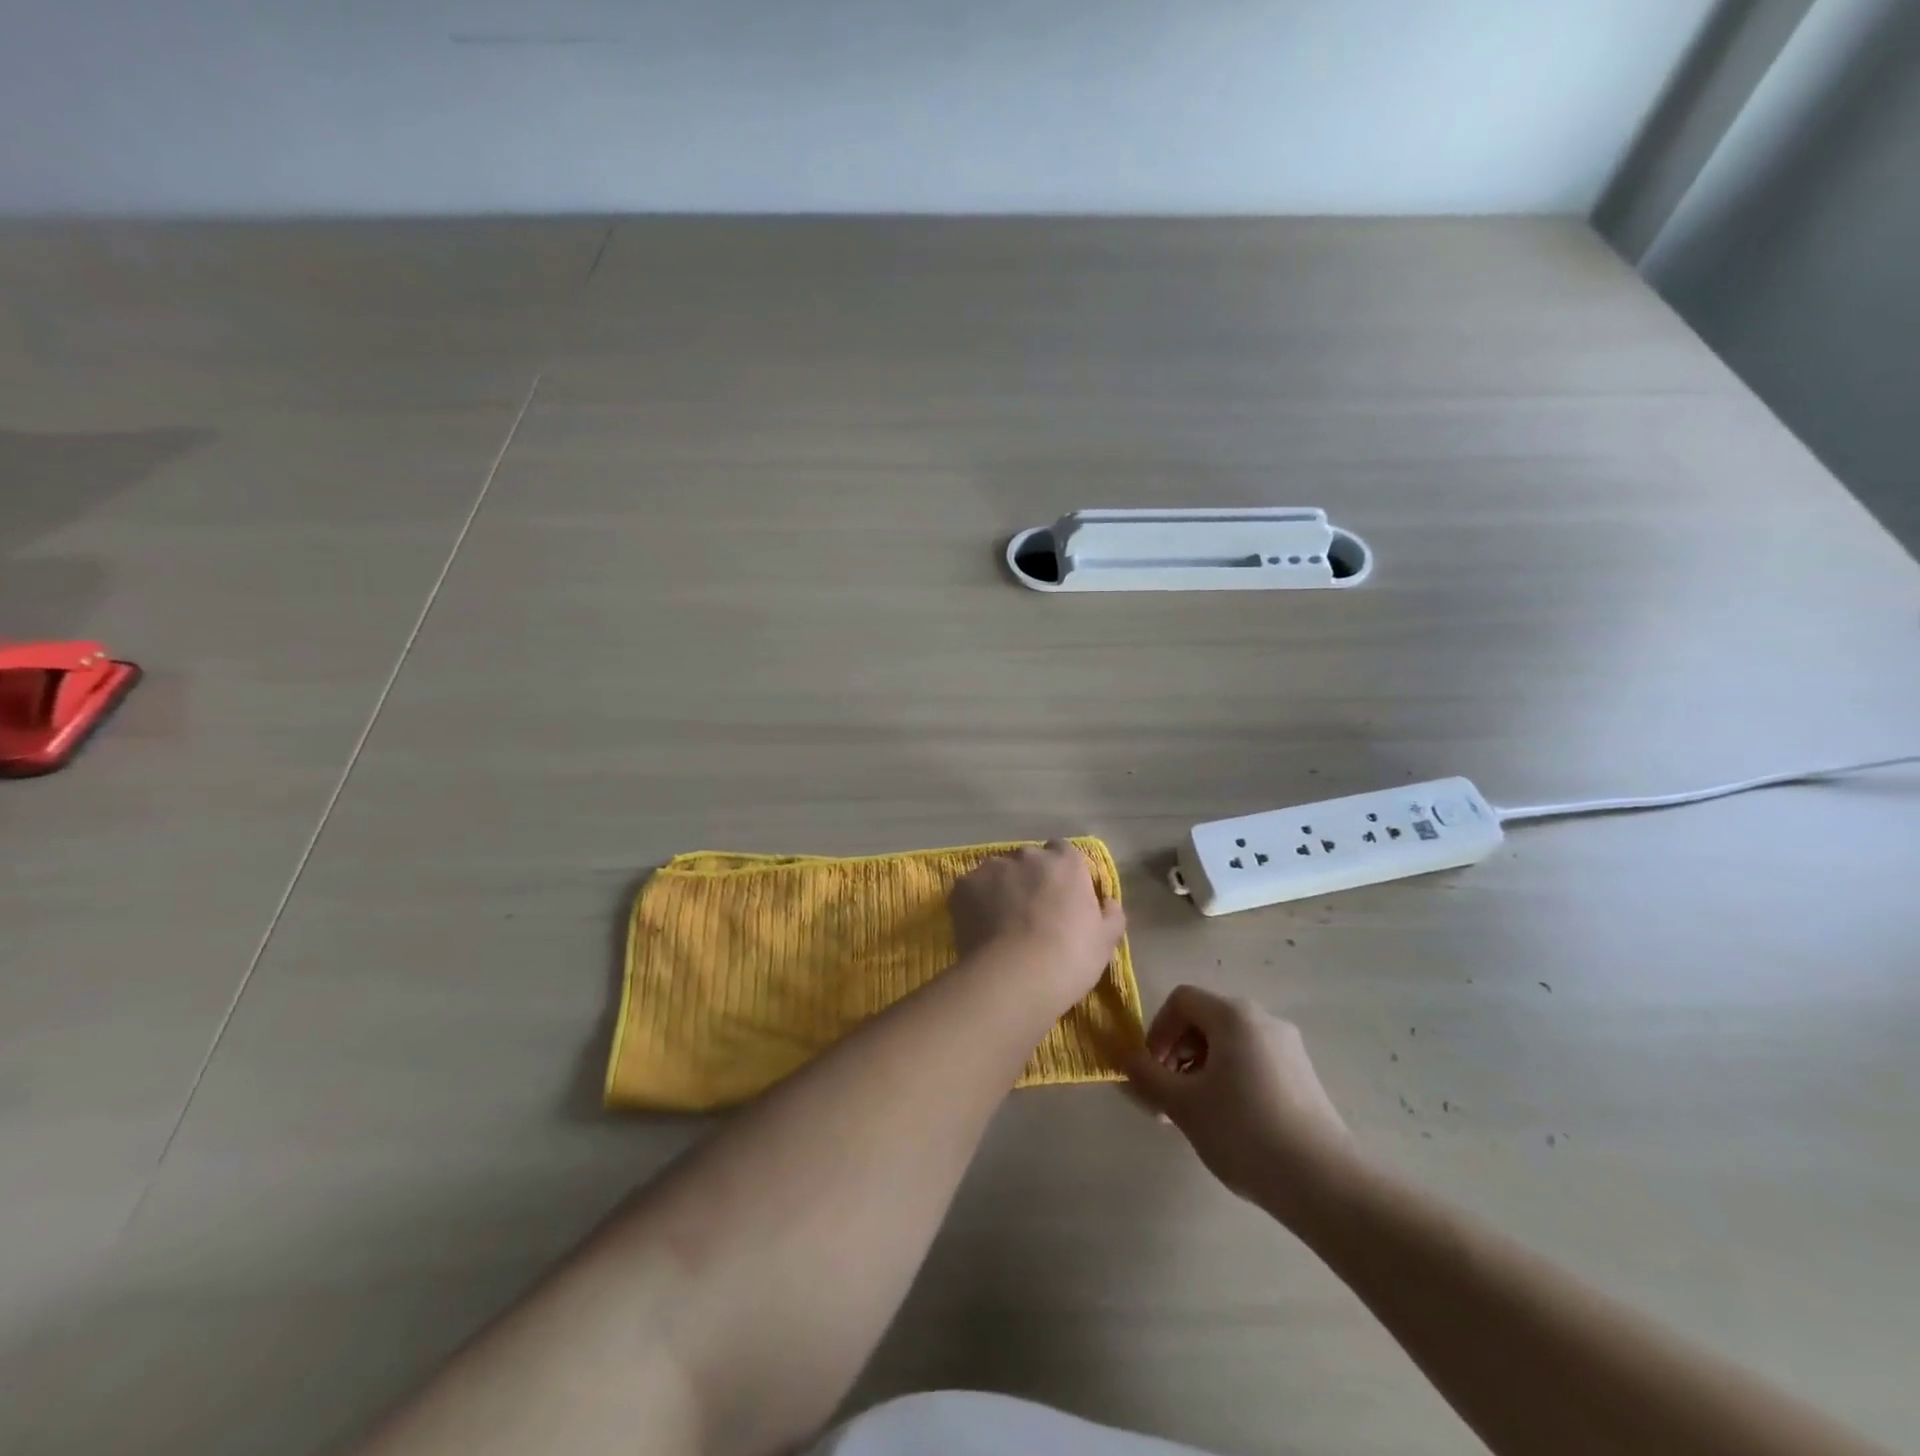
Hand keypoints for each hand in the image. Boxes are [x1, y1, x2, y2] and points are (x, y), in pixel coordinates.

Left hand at [948, 842, 1125, 1010]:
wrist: (1015, 977)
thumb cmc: (1069, 958)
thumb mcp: (1106, 941)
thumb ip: (1111, 914)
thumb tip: (1108, 901)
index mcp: (1065, 863)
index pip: (1063, 852)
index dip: (1061, 873)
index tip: (1061, 897)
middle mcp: (1028, 856)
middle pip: (1028, 861)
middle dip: (1029, 879)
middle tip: (1031, 914)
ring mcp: (992, 868)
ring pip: (997, 873)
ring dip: (1001, 889)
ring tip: (1001, 924)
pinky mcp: (963, 886)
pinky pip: (971, 889)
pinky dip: (974, 903)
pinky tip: (979, 929)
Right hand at [1125, 986, 1358, 1220]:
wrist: (1324, 1182)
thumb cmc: (1243, 1131)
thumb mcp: (1182, 1105)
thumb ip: (1147, 1077)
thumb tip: (1126, 1060)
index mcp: (1233, 1015)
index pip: (1181, 1000)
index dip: (1158, 1030)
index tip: (1154, 1071)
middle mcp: (1263, 1019)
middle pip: (1205, 1020)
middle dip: (1178, 1053)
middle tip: (1169, 1097)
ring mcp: (1288, 1047)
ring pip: (1230, 1043)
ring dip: (1202, 1069)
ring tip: (1197, 1115)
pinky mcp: (1304, 1075)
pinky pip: (1254, 1061)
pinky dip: (1231, 1079)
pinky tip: (1231, 1123)